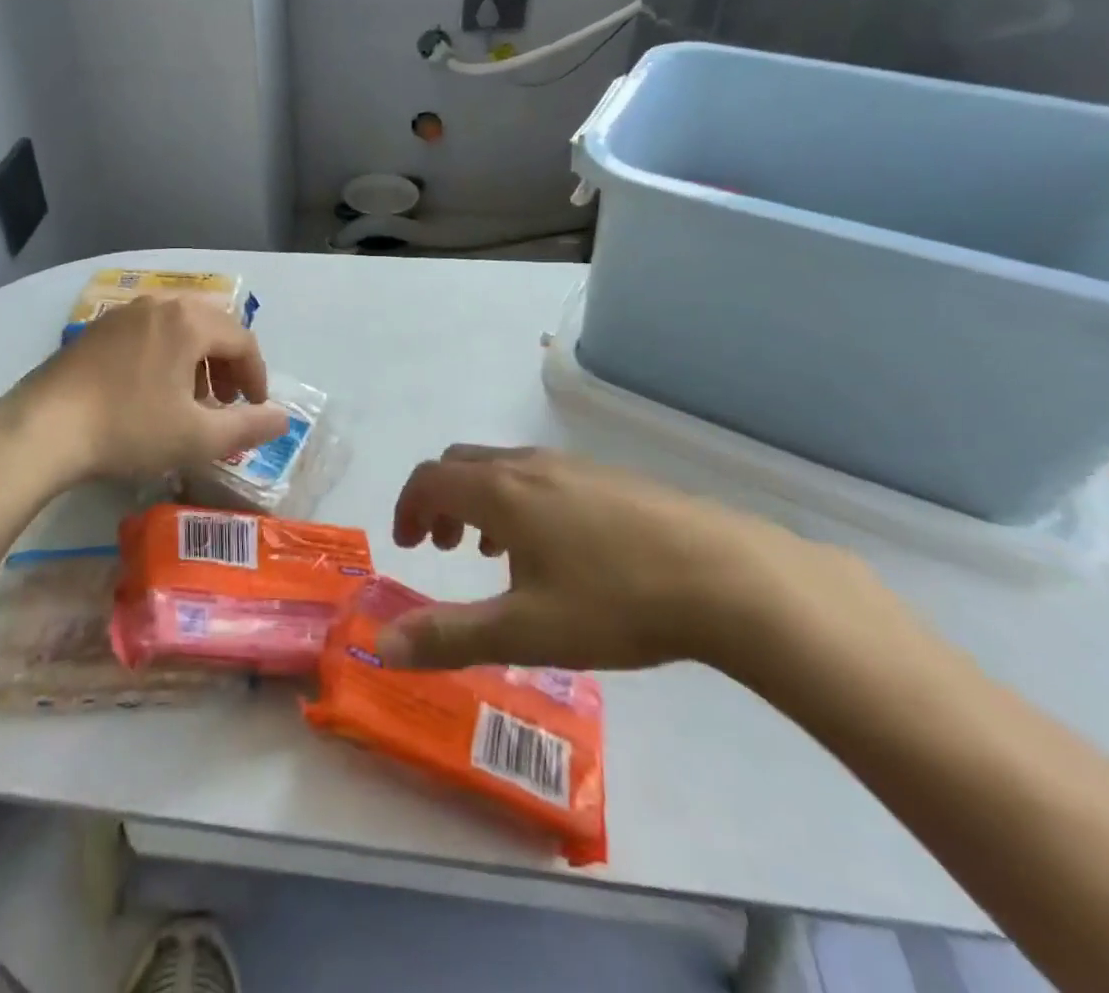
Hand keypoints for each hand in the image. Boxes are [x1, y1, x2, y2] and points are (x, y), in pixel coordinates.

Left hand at [0, 296, 288, 484]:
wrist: (43, 429)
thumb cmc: (129, 429)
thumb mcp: (198, 437)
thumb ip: (248, 426)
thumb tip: (283, 419)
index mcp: (189, 322)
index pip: (242, 340)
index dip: (256, 376)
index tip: (255, 409)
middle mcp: (159, 305)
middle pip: (211, 326)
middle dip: (227, 364)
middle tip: (227, 402)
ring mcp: (124, 313)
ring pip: (178, 327)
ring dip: (197, 359)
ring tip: (191, 399)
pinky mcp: (97, 330)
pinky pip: (148, 332)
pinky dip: (165, 355)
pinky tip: (152, 391)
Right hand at [379, 445, 826, 674]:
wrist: (728, 576)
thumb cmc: (615, 601)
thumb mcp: (525, 631)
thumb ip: (448, 636)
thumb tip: (380, 644)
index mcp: (499, 492)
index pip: (429, 479)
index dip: (408, 507)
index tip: (408, 545)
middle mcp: (528, 466)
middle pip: (461, 463)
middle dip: (439, 500)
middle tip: (442, 547)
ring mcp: (572, 466)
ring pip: (503, 468)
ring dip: (479, 500)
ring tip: (493, 553)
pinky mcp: (610, 477)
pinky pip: (541, 477)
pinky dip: (519, 500)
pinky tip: (555, 549)